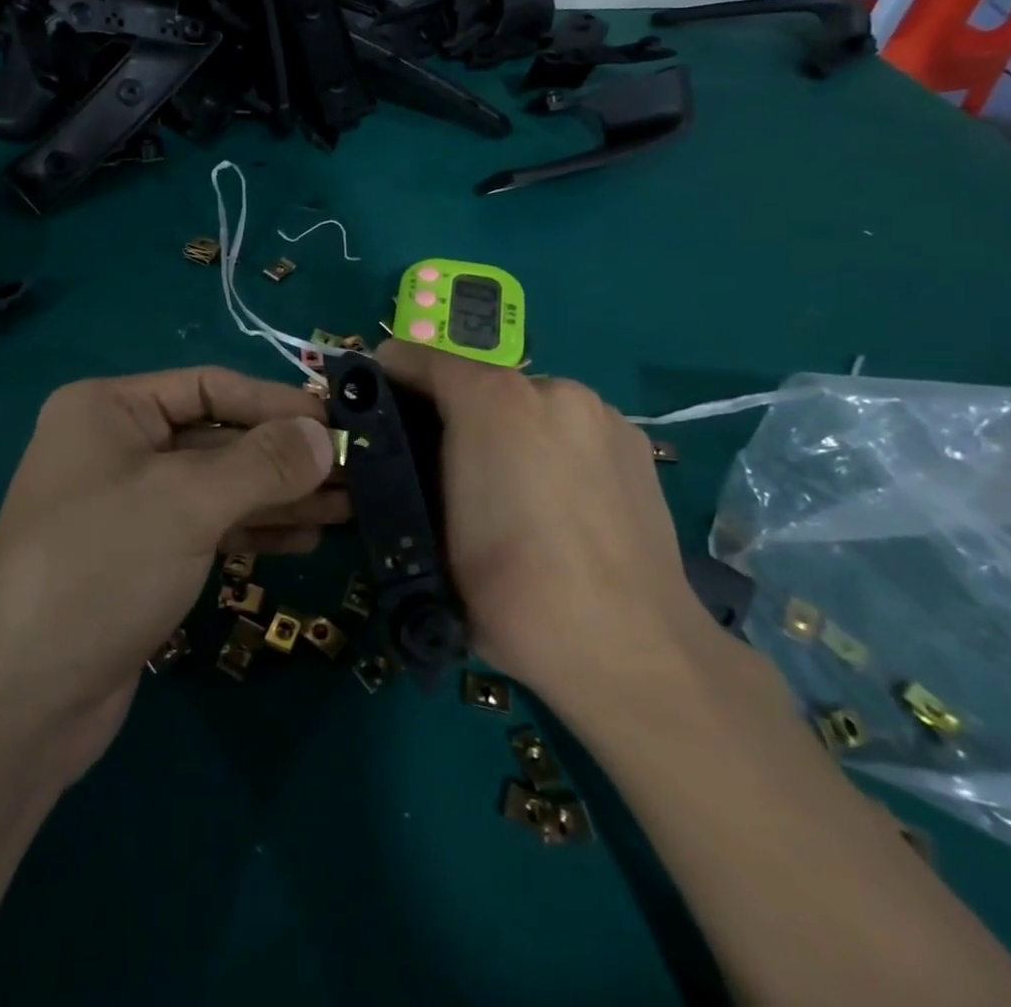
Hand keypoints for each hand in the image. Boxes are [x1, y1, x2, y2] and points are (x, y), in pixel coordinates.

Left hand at [0, 366, 342, 773]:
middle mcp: (116, 447)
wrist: (21, 700)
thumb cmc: (99, 567)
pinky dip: (255, 530)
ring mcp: (128, 505)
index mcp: (109, 409)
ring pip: (219, 487)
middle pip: (218, 437)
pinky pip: (208, 528)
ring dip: (281, 496)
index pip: (209, 387)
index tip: (339, 424)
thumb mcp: (185, 502)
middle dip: (285, 456)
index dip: (276, 403)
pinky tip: (307, 538)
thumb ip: (262, 463)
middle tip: (358, 471)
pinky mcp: (141, 557)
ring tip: (350, 506)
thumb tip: (324, 435)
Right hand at [375, 342, 715, 714]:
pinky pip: (572, 430)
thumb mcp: (430, 529)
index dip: (390, 376)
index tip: (373, 403)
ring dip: (505, 429)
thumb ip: (410, 467)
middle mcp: (551, 389)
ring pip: (530, 405)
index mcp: (494, 400)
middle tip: (438, 463)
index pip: (422, 360)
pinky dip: (550, 447)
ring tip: (502, 489)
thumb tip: (407, 449)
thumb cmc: (510, 591)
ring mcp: (602, 415)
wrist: (629, 650)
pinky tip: (555, 502)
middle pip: (480, 382)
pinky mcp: (637, 445)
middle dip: (451, 411)